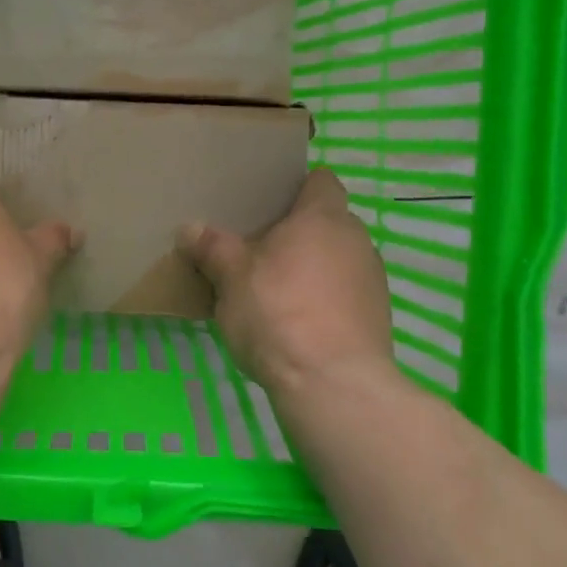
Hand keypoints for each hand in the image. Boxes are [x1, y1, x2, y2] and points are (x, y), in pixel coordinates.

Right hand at [177, 169, 398, 402]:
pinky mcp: (377, 318)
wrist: (333, 385)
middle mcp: (356, 240)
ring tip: (276, 291)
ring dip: (312, 269)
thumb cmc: (278, 313)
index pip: (321, 181)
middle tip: (259, 250)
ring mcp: (372, 280)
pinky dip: (324, 301)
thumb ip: (212, 248)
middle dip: (298, 233)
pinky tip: (297, 324)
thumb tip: (189, 228)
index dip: (298, 187)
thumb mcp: (231, 278)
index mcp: (323, 217)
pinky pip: (345, 295)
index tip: (269, 202)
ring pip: (337, 260)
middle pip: (327, 223)